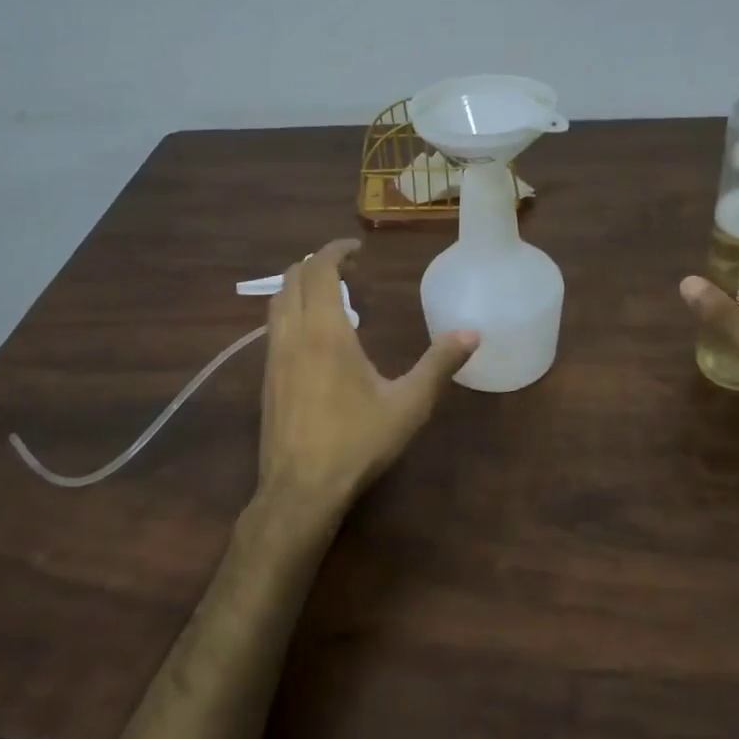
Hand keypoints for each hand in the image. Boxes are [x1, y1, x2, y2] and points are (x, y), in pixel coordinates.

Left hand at [257, 239, 478, 523]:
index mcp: (326, 331)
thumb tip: (472, 333)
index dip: (336, 250)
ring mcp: (273, 356)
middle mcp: (293, 334)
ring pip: (277, 302)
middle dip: (317, 263)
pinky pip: (274, 326)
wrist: (300, 490)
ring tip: (330, 293)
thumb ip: (439, 365)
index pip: (320, 270)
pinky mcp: (266, 377)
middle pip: (293, 278)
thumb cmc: (356, 443)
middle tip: (348, 268)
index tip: (358, 248)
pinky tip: (313, 334)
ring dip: (299, 285)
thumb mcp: (408, 405)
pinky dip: (291, 310)